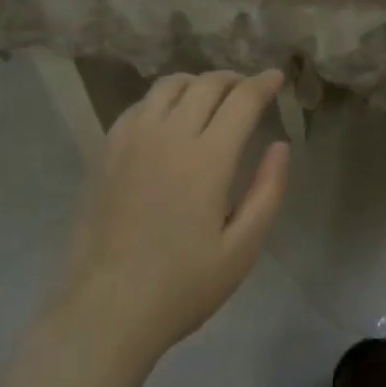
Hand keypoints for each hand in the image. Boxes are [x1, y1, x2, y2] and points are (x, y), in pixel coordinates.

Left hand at [55, 70, 289, 367]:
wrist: (107, 308)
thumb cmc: (182, 286)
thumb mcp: (242, 249)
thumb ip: (267, 191)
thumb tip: (279, 145)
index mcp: (208, 159)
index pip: (242, 100)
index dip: (263, 83)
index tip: (276, 78)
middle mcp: (169, 136)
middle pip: (206, 84)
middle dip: (234, 80)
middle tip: (248, 90)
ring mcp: (132, 139)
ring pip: (169, 86)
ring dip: (197, 82)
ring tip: (210, 97)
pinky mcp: (106, 150)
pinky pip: (139, 105)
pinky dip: (163, 99)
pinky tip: (169, 118)